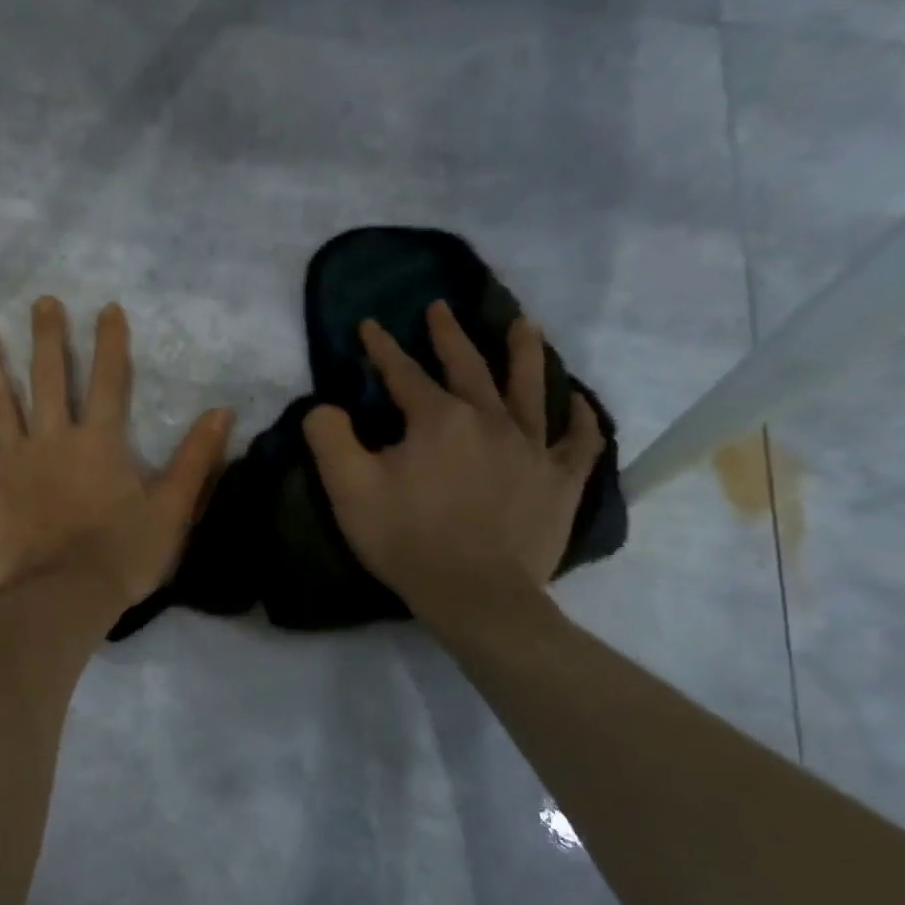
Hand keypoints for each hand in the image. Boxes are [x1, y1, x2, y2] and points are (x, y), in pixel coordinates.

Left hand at [0, 297, 233, 607]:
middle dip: (47, 337)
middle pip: (49, 378)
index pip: (110, 381)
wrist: (62, 599)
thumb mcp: (172, 511)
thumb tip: (222, 411)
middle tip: (41, 302)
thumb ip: (196, 460)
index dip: (111, 343)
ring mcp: (10, 459)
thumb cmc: (120, 557)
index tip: (107, 308)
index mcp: (99, 443)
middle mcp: (53, 438)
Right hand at [303, 301, 602, 632]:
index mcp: (437, 419)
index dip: (383, 347)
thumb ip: (329, 436)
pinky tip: (579, 402)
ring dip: (525, 353)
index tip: (370, 324)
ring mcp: (531, 449)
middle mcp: (489, 420)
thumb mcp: (348, 488)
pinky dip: (581, 419)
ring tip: (524, 323)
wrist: (475, 595)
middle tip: (441, 308)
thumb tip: (324, 406)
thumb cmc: (406, 539)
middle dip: (449, 336)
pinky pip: (578, 442)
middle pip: (469, 367)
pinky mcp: (559, 482)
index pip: (404, 372)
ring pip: (531, 389)